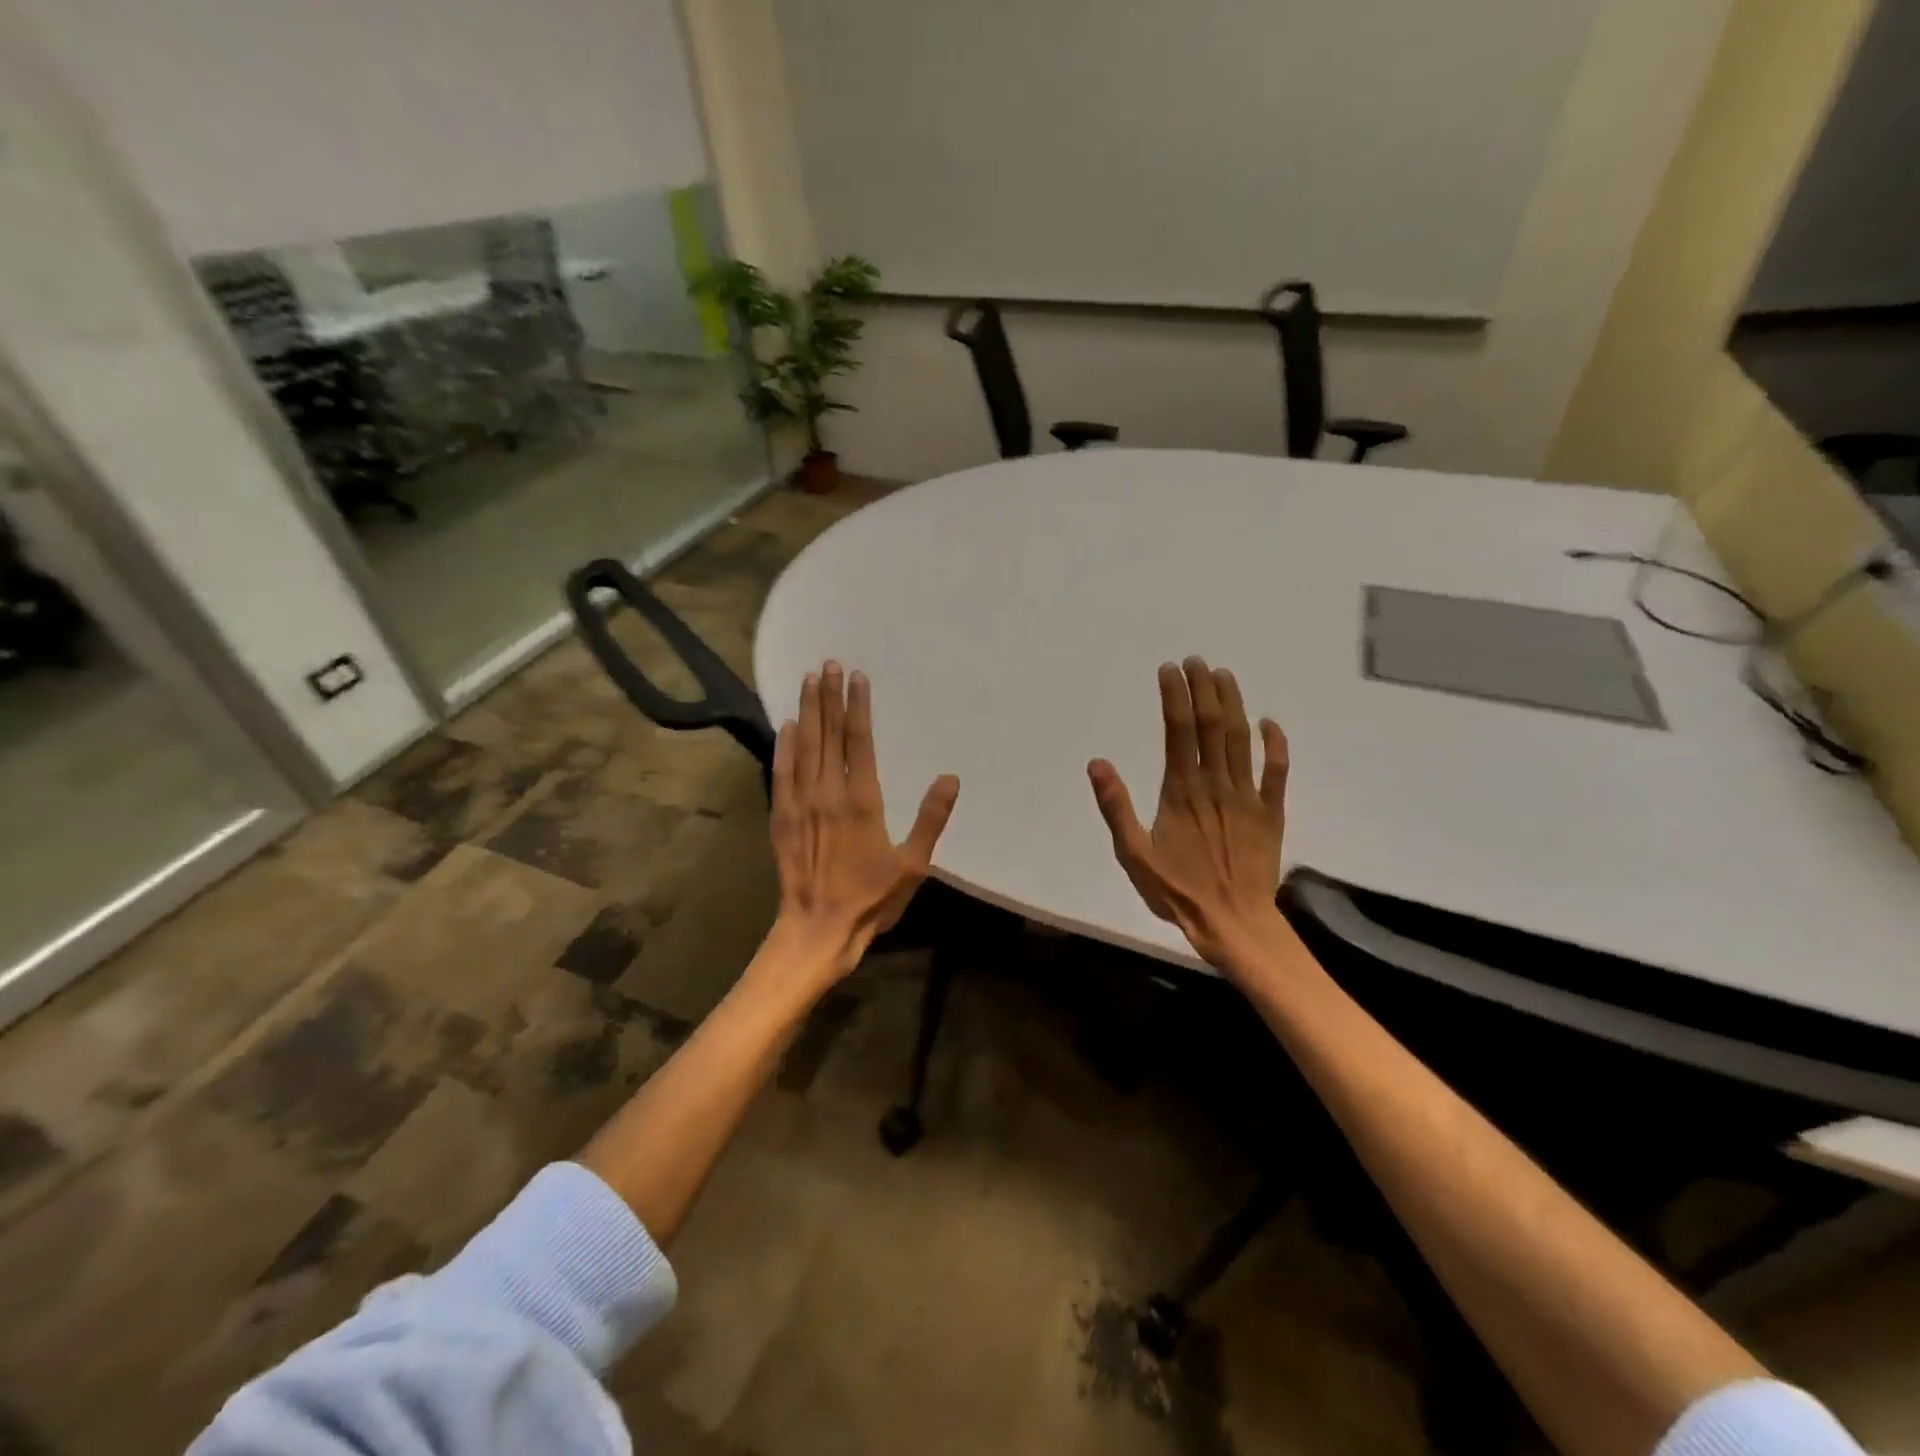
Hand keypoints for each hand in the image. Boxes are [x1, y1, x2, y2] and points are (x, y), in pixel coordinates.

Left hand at [768, 661, 959, 980]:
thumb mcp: (912, 865)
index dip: (857, 707)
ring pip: (804, 747)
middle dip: (828, 697)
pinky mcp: (781, 817)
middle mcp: (828, 793)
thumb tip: (950, 779)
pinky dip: (784, 747)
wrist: (817, 930)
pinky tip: (786, 727)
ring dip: (807, 712)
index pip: (859, 741)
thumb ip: (930, 819)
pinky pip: (781, 773)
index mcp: (862, 801)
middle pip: (828, 735)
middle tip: (829, 664)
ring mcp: (800, 803)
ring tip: (808, 680)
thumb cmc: (871, 899)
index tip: (857, 677)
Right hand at [1088, 658, 1288, 971]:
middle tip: (1196, 661)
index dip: (1174, 695)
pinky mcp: (1270, 812)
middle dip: (1203, 688)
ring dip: (1233, 703)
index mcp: (1181, 790)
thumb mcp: (1133, 854)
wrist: (1233, 923)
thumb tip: (1098, 763)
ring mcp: (1247, 795)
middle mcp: (1215, 783)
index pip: (1177, 730)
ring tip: (1224, 675)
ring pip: (1241, 739)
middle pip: (1211, 724)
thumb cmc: (1177, 891)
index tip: (1169, 669)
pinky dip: (1274, 744)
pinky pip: (1276, 771)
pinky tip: (1269, 722)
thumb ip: (1116, 807)